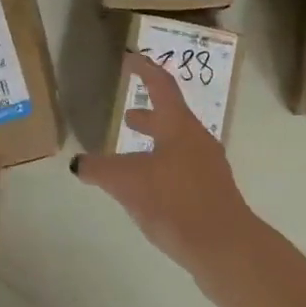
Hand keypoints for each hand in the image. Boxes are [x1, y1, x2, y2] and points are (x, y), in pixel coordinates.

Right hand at [73, 54, 261, 299]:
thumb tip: (78, 163)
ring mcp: (208, 167)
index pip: (161, 85)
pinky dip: (162, 166)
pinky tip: (150, 189)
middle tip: (128, 115)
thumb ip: (100, 169)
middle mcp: (197, 140)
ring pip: (177, 144)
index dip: (145, 70)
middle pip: (171, 117)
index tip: (131, 58)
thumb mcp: (128, 182)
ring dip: (154, 143)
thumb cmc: (176, 202)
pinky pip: (183, 168)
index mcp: (179, 126)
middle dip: (148, 114)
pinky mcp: (212, 193)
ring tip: (132, 154)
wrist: (226, 247)